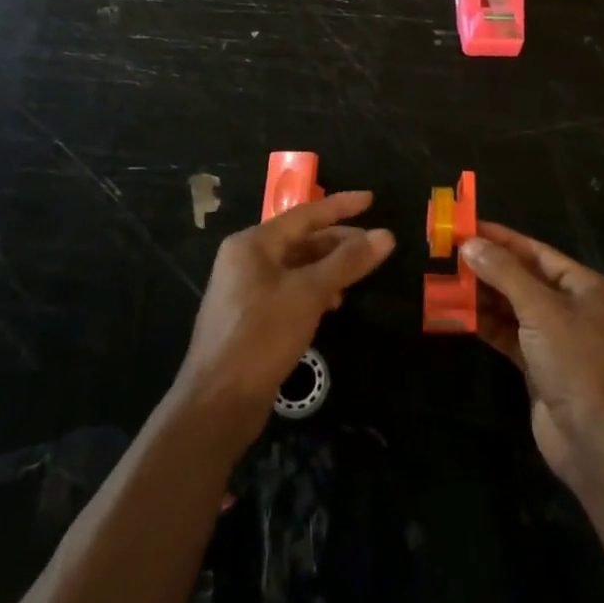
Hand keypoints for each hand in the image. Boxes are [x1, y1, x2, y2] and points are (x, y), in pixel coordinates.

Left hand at [176, 191, 393, 443]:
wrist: (217, 402)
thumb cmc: (262, 336)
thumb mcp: (310, 293)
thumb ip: (348, 261)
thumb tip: (386, 235)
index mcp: (252, 244)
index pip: (305, 215)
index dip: (341, 207)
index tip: (372, 200)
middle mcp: (245, 260)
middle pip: (300, 240)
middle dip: (338, 242)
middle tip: (375, 245)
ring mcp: (245, 290)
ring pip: (296, 267)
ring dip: (328, 268)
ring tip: (359, 275)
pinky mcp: (250, 318)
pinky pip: (289, 290)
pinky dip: (314, 291)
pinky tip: (334, 304)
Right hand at [464, 223, 603, 485]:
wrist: (597, 441)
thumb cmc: (577, 362)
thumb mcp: (541, 310)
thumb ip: (504, 273)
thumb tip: (471, 244)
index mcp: (587, 287)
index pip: (538, 253)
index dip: (502, 239)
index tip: (467, 228)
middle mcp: (575, 309)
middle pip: (525, 279)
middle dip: (488, 269)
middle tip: (449, 256)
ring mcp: (558, 340)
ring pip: (514, 308)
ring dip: (483, 297)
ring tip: (446, 283)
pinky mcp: (541, 367)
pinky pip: (509, 336)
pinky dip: (486, 325)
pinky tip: (458, 316)